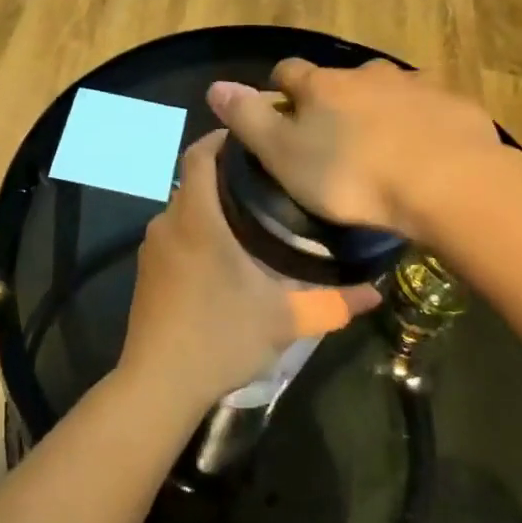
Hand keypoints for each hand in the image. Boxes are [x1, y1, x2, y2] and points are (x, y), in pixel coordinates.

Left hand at [120, 130, 379, 415]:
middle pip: (194, 179)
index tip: (257, 139)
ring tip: (254, 216)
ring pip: (184, 208)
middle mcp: (168, 222)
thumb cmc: (220, 337)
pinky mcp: (146, 271)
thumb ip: (331, 303)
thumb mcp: (283, 320)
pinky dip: (197, 230)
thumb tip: (376, 293)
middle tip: (271, 181)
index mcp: (197, 217)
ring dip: (212, 205)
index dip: (223, 138)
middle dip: (227, 174)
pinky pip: (174, 234)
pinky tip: (225, 255)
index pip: (200, 154)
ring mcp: (152, 247)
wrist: (158, 384)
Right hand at [206, 59, 503, 240]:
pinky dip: (421, 124)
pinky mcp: (455, 104)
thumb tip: (215, 86)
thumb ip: (249, 119)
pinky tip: (425, 155)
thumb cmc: (353, 176)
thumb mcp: (285, 155)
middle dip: (335, 102)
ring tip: (383, 150)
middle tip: (336, 141)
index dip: (281, 90)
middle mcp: (368, 73)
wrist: (449, 184)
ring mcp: (416, 85)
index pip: (289, 72)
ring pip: (388, 92)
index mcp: (323, 85)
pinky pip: (429, 110)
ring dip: (380, 110)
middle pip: (341, 80)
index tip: (282, 114)